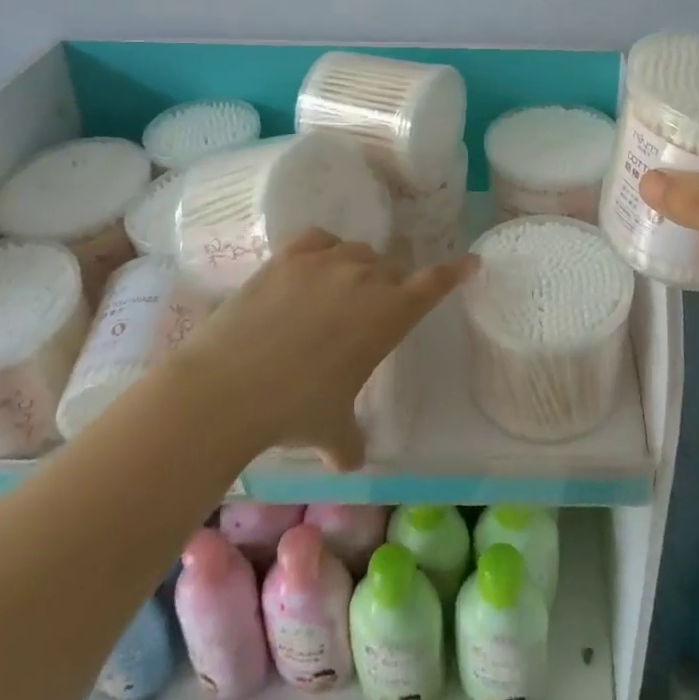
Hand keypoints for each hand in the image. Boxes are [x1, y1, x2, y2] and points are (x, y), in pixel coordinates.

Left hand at [183, 230, 475, 468]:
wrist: (228, 386)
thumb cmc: (294, 410)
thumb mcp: (331, 431)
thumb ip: (350, 441)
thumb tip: (351, 460)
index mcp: (389, 314)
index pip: (434, 284)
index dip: (455, 272)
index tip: (470, 262)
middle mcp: (364, 278)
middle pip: (391, 269)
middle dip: (388, 288)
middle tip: (369, 315)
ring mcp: (325, 261)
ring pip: (357, 252)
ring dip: (357, 269)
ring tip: (336, 293)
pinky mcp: (288, 256)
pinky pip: (320, 239)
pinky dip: (325, 249)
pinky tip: (314, 266)